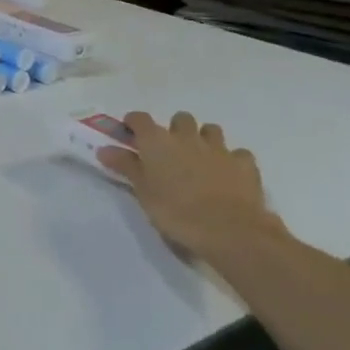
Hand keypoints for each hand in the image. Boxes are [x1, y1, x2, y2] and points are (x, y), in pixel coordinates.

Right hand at [98, 111, 286, 264]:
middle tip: (169, 152)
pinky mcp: (245, 164)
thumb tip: (104, 149)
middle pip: (180, 118)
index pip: (140, 118)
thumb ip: (126, 166)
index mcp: (157, 141)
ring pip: (210, 130)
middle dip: (174, 130)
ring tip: (199, 159)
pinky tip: (228, 174)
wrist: (228, 230)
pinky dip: (231, 160)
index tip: (129, 133)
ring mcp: (219, 149)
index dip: (133, 123)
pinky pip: (237, 153)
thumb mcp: (142, 191)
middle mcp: (187, 137)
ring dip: (203, 139)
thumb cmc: (175, 211)